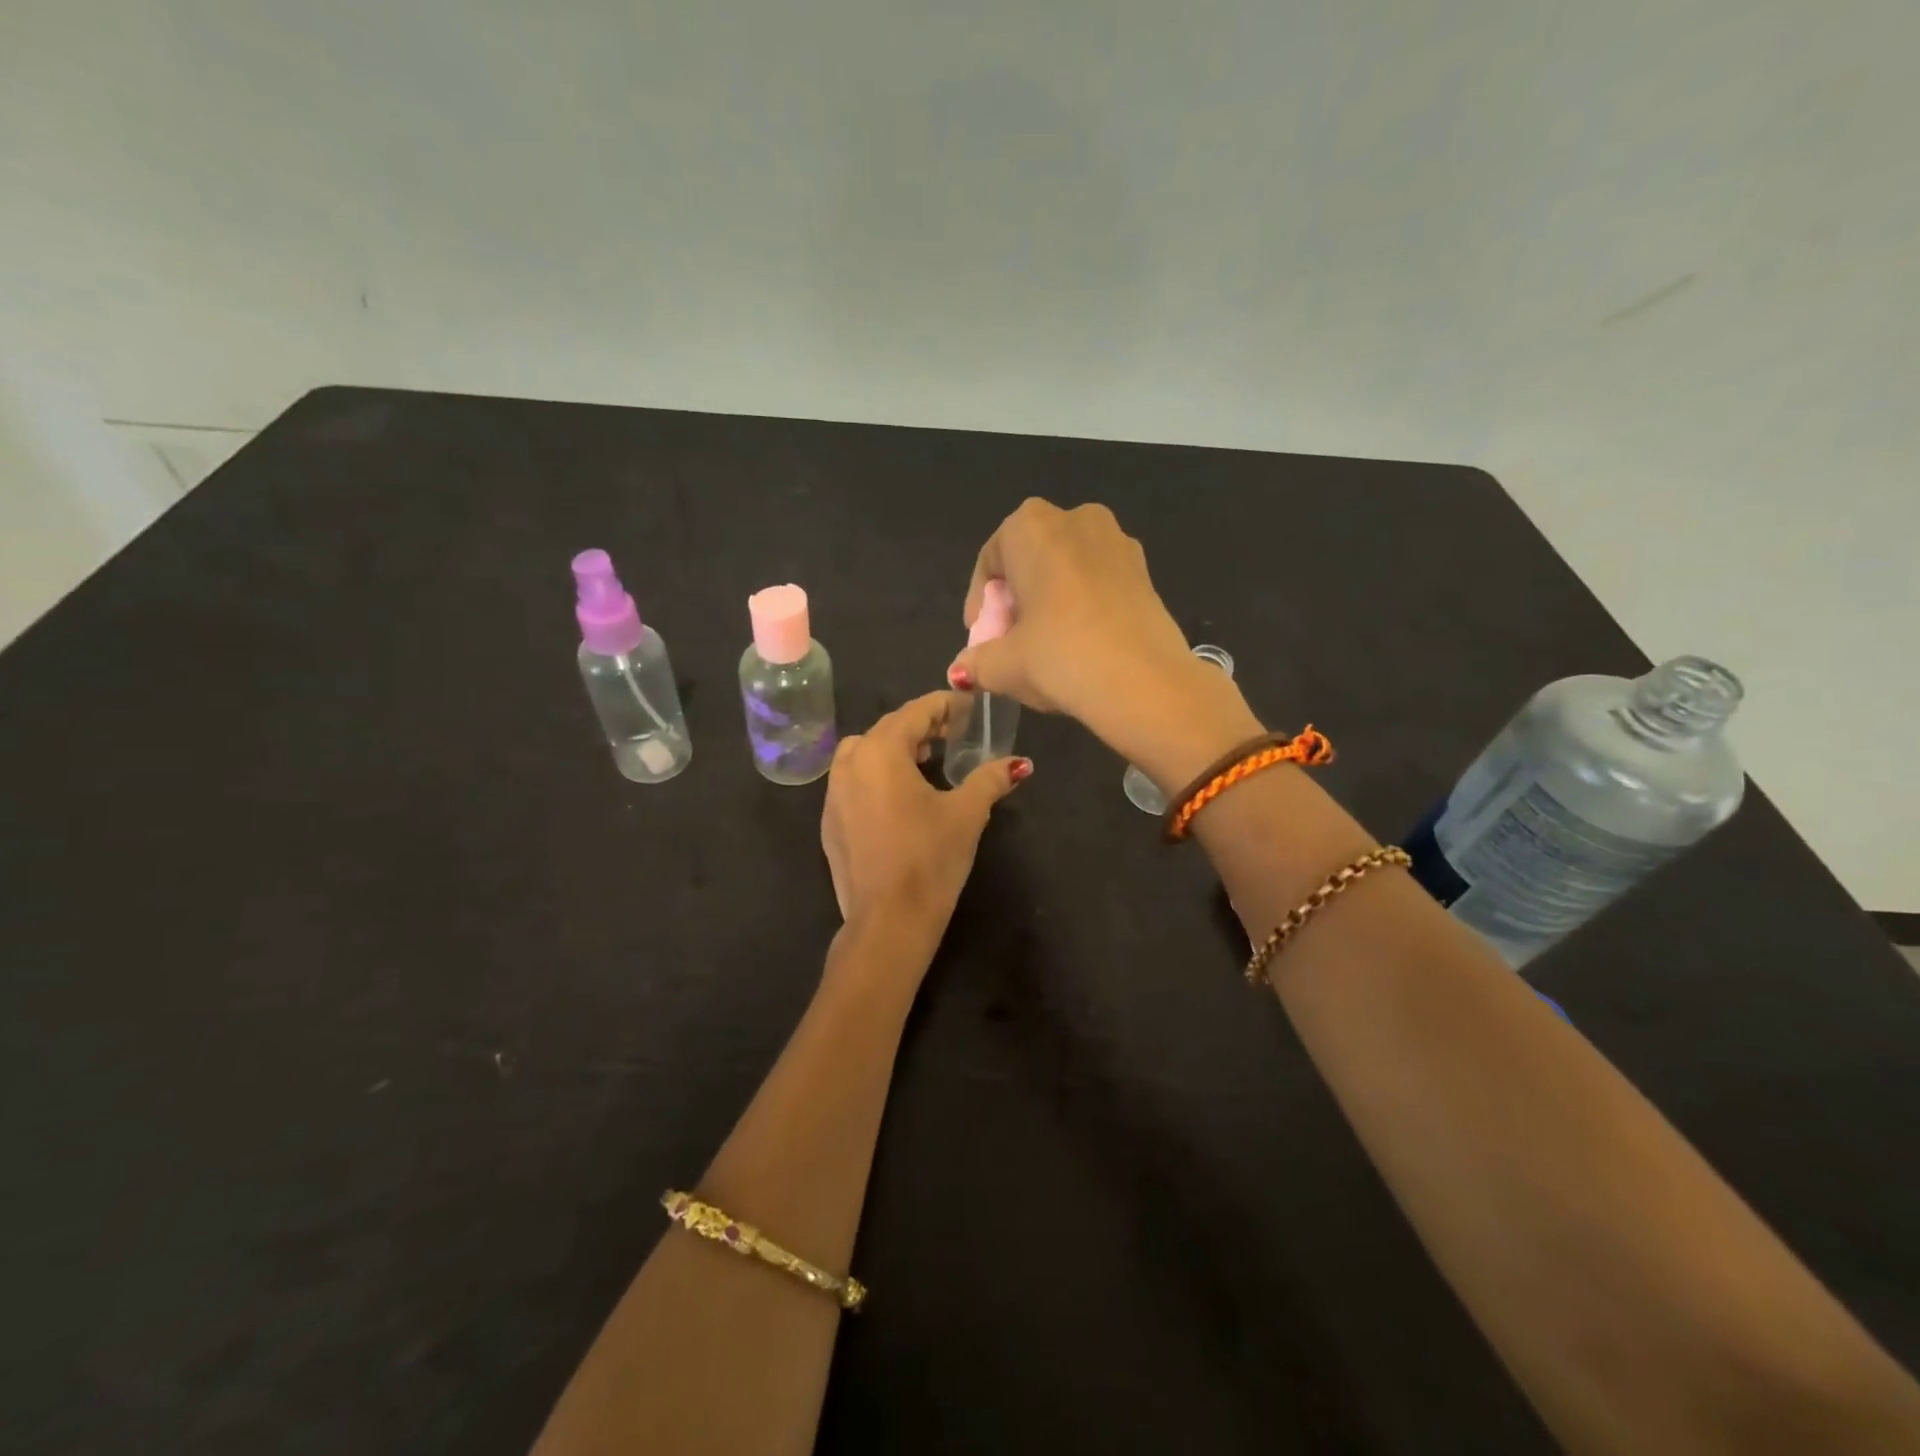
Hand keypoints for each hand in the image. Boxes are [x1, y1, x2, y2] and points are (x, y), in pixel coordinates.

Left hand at [822, 690, 1030, 943]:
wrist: (887, 921)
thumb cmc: (930, 858)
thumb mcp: (967, 814)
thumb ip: (990, 780)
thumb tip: (1019, 764)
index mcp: (880, 752)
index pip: (915, 712)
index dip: (944, 705)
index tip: (968, 707)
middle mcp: (849, 764)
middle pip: (886, 729)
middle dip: (920, 726)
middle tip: (952, 733)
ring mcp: (833, 795)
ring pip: (864, 754)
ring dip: (894, 750)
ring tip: (925, 762)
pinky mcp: (829, 824)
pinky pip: (853, 783)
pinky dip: (876, 777)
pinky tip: (900, 800)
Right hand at [947, 499, 1259, 775]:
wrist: (1145, 682)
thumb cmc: (1060, 657)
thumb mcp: (1004, 665)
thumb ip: (976, 662)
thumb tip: (961, 671)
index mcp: (1032, 527)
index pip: (991, 560)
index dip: (980, 603)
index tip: (981, 638)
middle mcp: (1076, 518)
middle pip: (1030, 559)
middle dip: (1016, 598)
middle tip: (1010, 641)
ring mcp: (1118, 540)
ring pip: (1067, 568)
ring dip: (1050, 601)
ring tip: (1045, 645)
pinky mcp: (1145, 570)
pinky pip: (1098, 581)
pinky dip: (1082, 605)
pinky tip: (1081, 643)